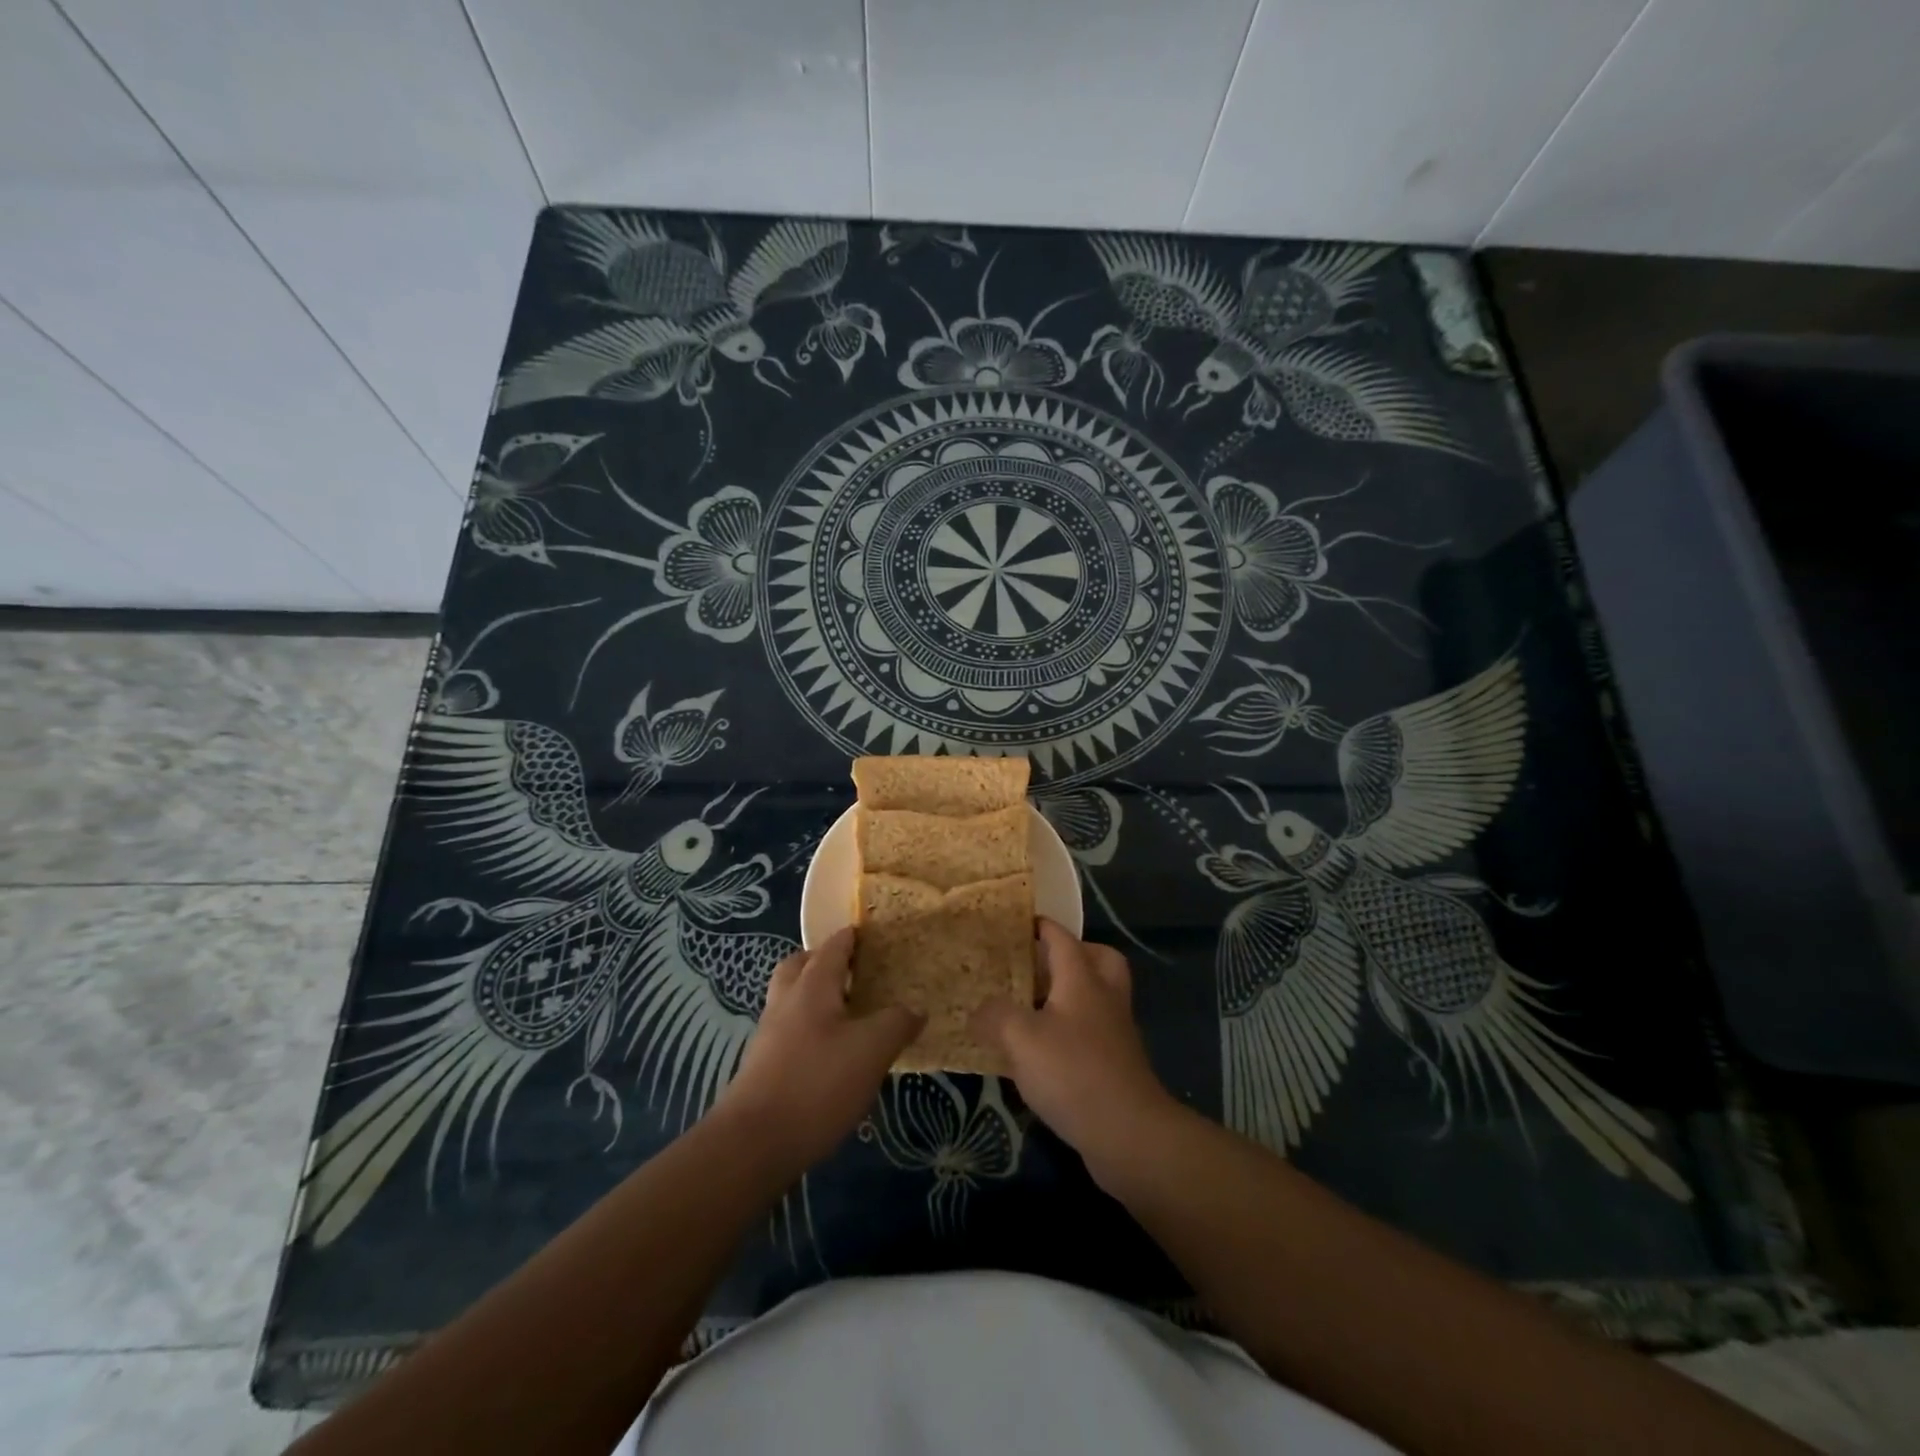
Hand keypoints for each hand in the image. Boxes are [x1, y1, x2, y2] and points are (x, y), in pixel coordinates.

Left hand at [717, 928, 923, 1173]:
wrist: (754, 1144)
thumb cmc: (817, 1083)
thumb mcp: (872, 1050)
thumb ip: (897, 1023)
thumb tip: (916, 1009)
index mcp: (811, 986)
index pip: (833, 947)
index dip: (851, 937)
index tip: (871, 933)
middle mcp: (786, 1001)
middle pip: (799, 966)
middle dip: (823, 961)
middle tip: (853, 971)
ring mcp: (770, 1035)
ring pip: (791, 999)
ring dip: (814, 996)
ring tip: (846, 1013)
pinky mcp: (763, 1067)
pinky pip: (789, 1030)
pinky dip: (808, 1028)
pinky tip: (830, 1053)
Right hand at [971, 920, 1177, 1187]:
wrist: (1129, 1133)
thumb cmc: (1073, 1072)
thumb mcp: (1021, 1039)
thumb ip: (995, 1016)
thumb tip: (978, 1010)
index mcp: (1082, 980)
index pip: (1063, 938)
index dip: (1041, 926)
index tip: (1019, 923)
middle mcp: (1105, 998)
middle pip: (1098, 959)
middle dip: (1073, 954)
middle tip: (1040, 965)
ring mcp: (1116, 1032)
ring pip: (1098, 996)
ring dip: (1071, 995)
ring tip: (1033, 1008)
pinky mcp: (1117, 1065)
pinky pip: (1095, 1032)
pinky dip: (1073, 1031)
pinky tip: (1043, 1053)